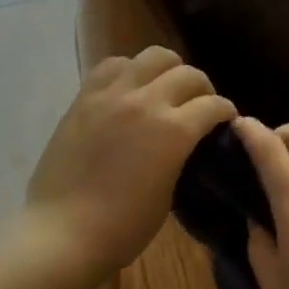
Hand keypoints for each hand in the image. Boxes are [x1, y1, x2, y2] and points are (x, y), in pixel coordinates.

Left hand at [23, 46, 235, 285]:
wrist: (62, 232)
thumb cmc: (123, 227)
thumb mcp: (169, 194)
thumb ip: (181, 156)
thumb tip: (186, 141)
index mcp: (174, 131)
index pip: (213, 105)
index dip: (225, 112)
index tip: (225, 120)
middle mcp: (146, 101)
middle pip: (188, 73)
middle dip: (202, 89)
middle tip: (198, 106)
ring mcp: (112, 94)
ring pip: (153, 56)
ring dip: (168, 70)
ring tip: (164, 89)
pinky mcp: (85, 96)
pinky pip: (113, 65)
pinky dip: (130, 70)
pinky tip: (130, 88)